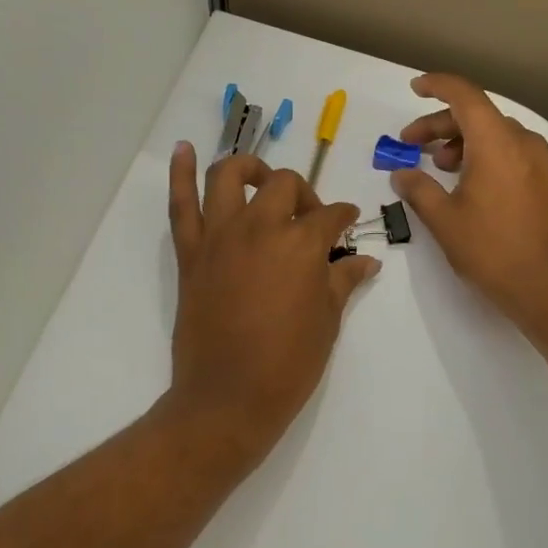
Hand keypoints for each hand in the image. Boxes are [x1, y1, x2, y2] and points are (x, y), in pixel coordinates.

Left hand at [162, 143, 380, 467]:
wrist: (228, 397)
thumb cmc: (288, 364)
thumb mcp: (327, 322)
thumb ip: (343, 281)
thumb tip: (366, 261)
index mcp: (301, 244)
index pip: (330, 216)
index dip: (344, 217)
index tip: (348, 224)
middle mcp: (260, 227)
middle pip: (284, 186)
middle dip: (304, 195)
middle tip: (309, 218)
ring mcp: (220, 236)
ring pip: (229, 176)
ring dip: (249, 168)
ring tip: (260, 177)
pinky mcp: (191, 253)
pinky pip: (181, 204)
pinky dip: (181, 173)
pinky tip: (184, 150)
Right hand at [390, 74, 547, 330]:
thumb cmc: (492, 250)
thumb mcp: (444, 220)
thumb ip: (419, 190)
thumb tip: (402, 174)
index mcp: (496, 143)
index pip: (465, 96)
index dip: (437, 85)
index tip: (414, 87)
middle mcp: (521, 143)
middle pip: (477, 115)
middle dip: (440, 124)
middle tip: (411, 144)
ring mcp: (538, 162)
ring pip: (493, 134)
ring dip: (460, 141)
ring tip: (437, 167)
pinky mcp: (544, 182)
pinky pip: (508, 152)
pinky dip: (481, 154)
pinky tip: (464, 182)